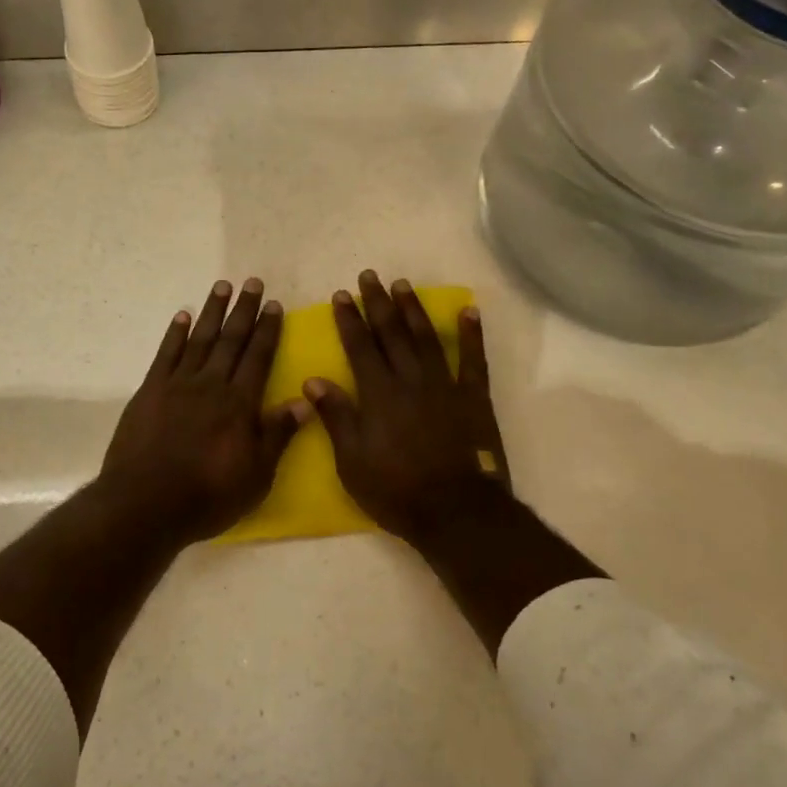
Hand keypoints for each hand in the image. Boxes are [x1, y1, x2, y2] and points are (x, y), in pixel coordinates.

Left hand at [96, 278, 308, 545]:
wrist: (145, 503)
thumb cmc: (207, 495)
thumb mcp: (256, 475)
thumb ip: (277, 434)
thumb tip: (304, 399)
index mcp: (239, 403)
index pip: (258, 357)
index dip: (267, 330)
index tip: (273, 304)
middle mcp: (210, 385)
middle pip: (230, 340)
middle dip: (243, 311)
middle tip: (252, 282)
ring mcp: (177, 385)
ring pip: (199, 339)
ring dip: (212, 312)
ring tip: (222, 286)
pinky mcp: (149, 392)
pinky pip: (165, 354)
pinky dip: (175, 333)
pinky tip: (182, 316)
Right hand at [305, 271, 512, 546]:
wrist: (455, 511)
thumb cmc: (395, 489)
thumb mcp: (351, 460)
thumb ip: (335, 416)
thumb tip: (313, 379)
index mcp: (378, 394)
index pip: (360, 346)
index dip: (349, 319)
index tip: (341, 295)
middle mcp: (410, 380)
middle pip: (392, 333)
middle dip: (378, 303)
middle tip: (369, 276)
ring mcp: (444, 386)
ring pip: (426, 338)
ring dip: (413, 309)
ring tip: (403, 285)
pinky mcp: (473, 398)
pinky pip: (473, 360)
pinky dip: (471, 334)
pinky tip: (468, 311)